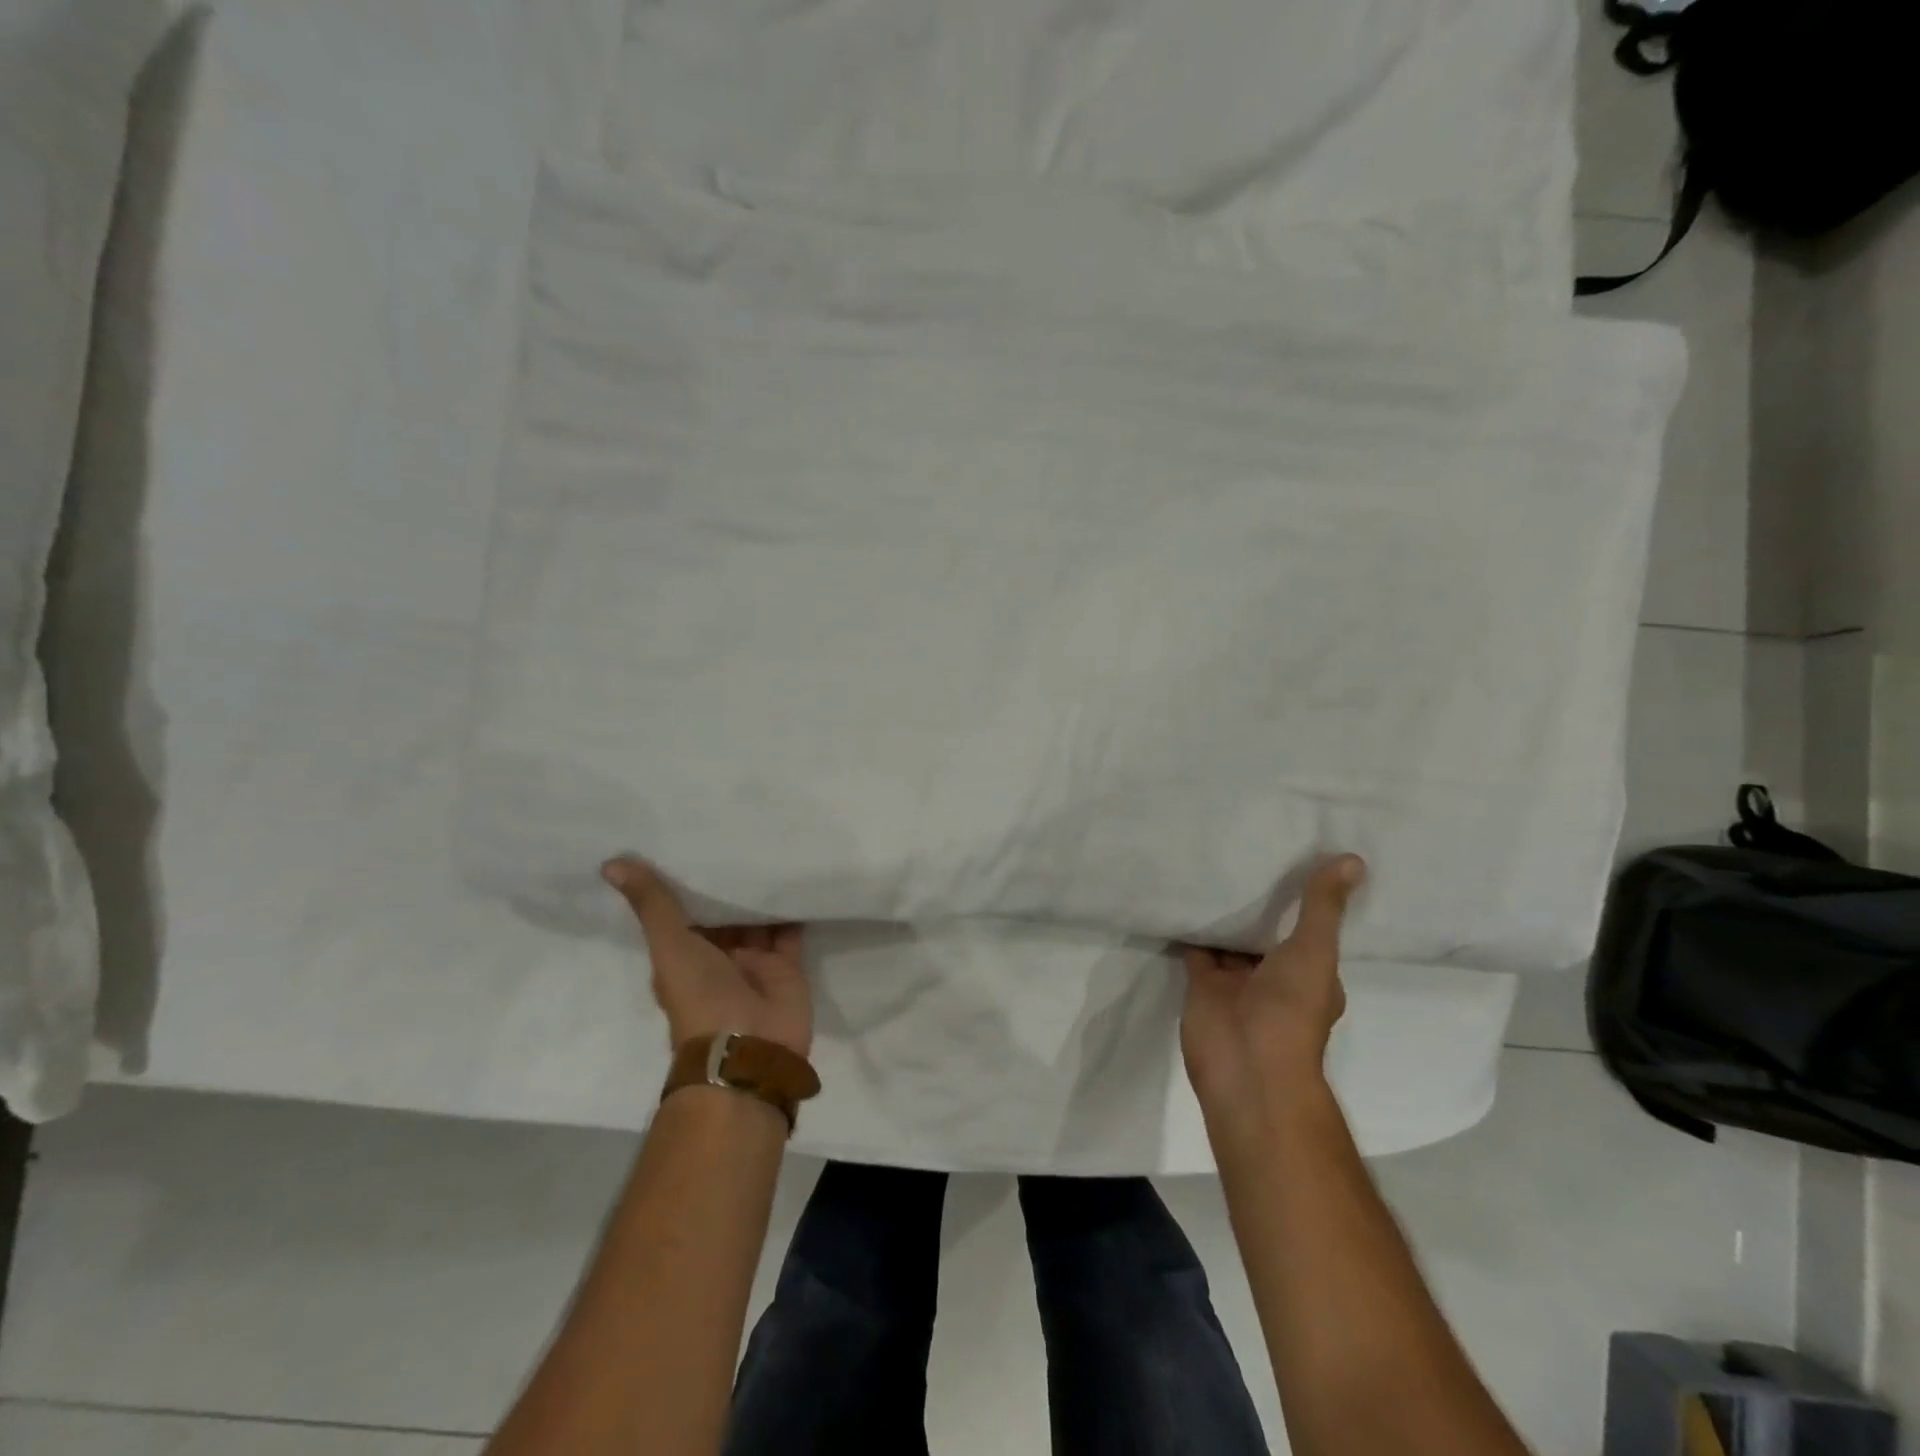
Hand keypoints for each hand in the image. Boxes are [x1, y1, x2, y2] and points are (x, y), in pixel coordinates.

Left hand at [602, 859, 811, 1058]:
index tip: (689, 840)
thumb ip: (653, 905)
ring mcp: (753, 962)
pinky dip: (793, 909)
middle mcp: (717, 957)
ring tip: (767, 846)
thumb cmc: (701, 997)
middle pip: (724, 914)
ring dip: (760, 892)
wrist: (750, 1049)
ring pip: (757, 920)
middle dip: (728, 883)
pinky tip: (796, 874)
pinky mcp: (786, 967)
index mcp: (683, 955)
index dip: (685, 880)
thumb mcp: (671, 946)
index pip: (683, 911)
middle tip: (736, 831)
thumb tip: (610, 863)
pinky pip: (790, 932)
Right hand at [1179, 855, 1365, 1112]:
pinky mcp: (1202, 983)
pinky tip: (1184, 892)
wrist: (1244, 1066)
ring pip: (1230, 939)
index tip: (1296, 858)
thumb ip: (1322, 907)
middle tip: (1249, 849)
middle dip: (1259, 902)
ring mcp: (1236, 981)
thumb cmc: (1290, 1012)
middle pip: (1266, 931)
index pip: (1310, 928)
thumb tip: (1353, 859)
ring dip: (1224, 912)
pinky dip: (1191, 927)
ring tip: (1214, 861)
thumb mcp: (1313, 952)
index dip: (1305, 900)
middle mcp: (1275, 975)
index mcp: (1311, 973)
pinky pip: (1197, 948)